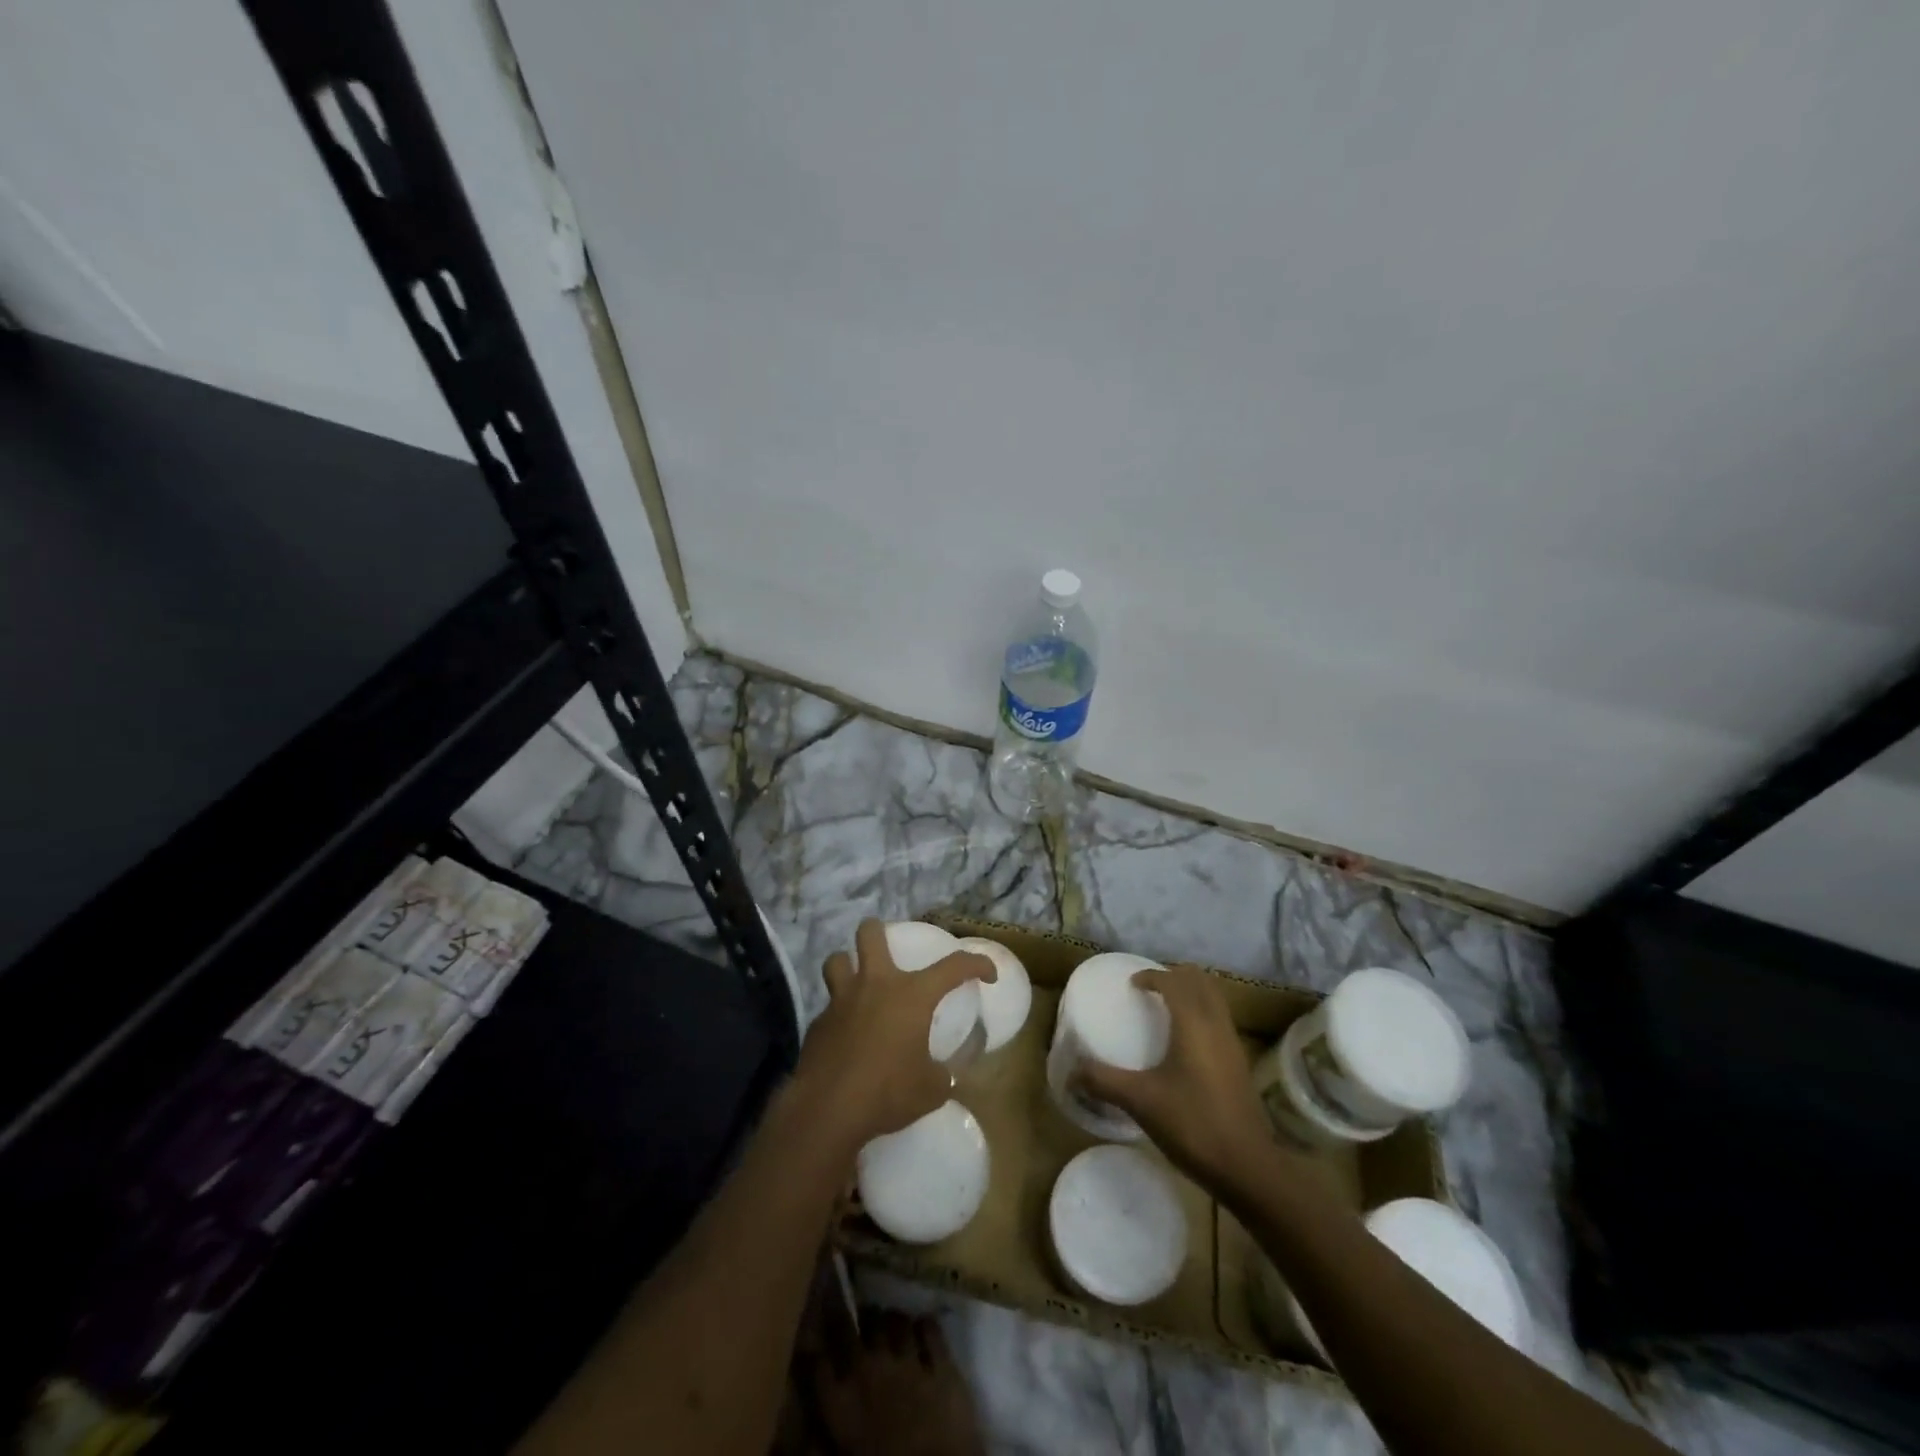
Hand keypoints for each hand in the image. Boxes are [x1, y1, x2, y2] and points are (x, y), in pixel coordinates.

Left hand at [792, 919, 994, 1156]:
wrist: (828, 1109)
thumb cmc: (888, 1092)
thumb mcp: (931, 1089)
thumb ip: (944, 1074)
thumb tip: (947, 1072)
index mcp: (912, 995)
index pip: (954, 966)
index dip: (977, 964)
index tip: (988, 975)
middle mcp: (875, 985)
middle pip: (870, 934)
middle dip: (878, 931)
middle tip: (888, 947)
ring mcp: (841, 1000)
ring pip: (837, 959)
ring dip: (848, 964)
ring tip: (858, 980)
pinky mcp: (818, 1022)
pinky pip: (828, 1005)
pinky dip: (838, 1012)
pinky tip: (845, 1033)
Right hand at [1073, 963, 1276, 1192]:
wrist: (1248, 1167)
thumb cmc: (1193, 1124)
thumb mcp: (1140, 1101)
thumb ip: (1104, 1081)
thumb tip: (1071, 1072)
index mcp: (1194, 1023)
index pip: (1174, 981)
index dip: (1152, 975)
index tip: (1131, 985)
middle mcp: (1216, 1025)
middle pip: (1200, 980)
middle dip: (1175, 976)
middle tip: (1150, 989)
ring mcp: (1232, 1044)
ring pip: (1214, 999)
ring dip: (1191, 993)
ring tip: (1165, 1009)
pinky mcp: (1240, 1064)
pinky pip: (1219, 1020)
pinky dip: (1201, 1014)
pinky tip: (1184, 1043)